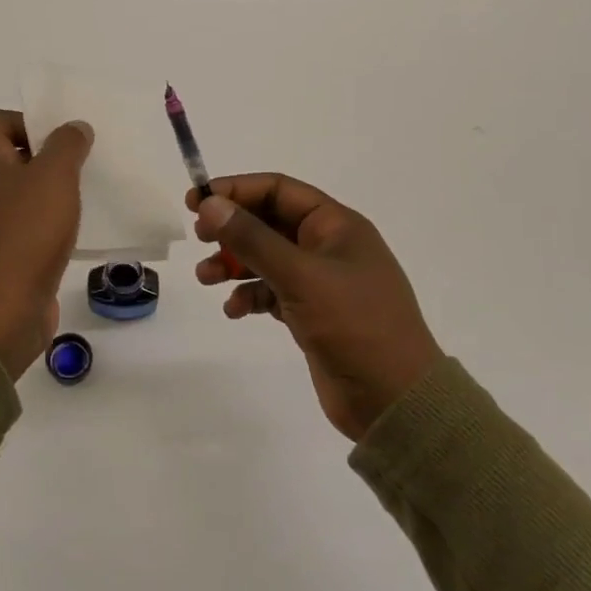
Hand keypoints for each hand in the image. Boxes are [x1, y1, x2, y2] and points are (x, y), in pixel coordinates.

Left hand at [0, 110, 93, 379]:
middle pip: (9, 157)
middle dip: (47, 157)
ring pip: (19, 195)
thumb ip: (67, 145)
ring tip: (85, 197)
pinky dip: (45, 225)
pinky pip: (23, 228)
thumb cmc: (24, 235)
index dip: (31, 121)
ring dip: (49, 192)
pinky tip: (74, 234)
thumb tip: (73, 127)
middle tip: (82, 164)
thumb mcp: (54, 178)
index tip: (63, 139)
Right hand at [189, 175, 442, 440]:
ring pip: (266, 258)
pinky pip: (271, 292)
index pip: (278, 190)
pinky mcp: (312, 314)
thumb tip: (210, 204)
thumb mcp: (300, 276)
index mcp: (336, 226)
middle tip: (199, 238)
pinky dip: (249, 295)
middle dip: (231, 229)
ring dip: (234, 264)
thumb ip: (252, 238)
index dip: (236, 190)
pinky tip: (234, 310)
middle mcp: (328, 247)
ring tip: (205, 278)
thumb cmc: (354, 325)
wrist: (395, 401)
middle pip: (268, 222)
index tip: (196, 201)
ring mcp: (320, 282)